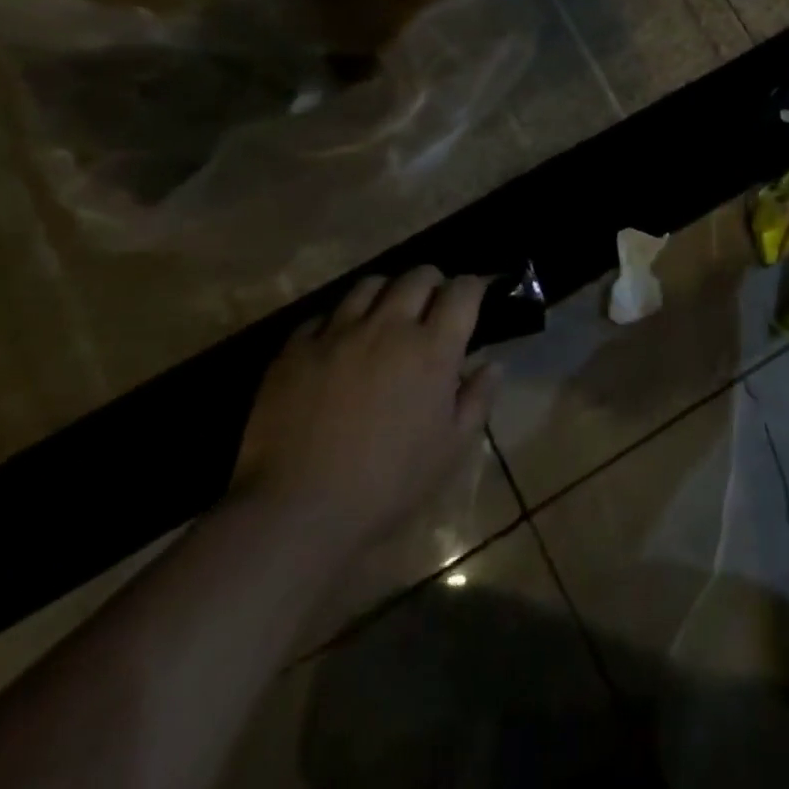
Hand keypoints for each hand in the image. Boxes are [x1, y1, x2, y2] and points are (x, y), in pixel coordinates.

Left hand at [231, 267, 499, 567]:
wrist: (298, 512)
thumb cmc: (388, 484)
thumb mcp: (451, 449)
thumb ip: (477, 400)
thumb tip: (492, 364)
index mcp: (432, 349)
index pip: (462, 291)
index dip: (472, 287)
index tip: (474, 296)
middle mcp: (388, 327)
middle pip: (417, 276)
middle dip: (433, 282)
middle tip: (432, 305)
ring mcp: (338, 333)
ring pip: (369, 285)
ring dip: (387, 293)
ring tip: (386, 314)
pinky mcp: (296, 349)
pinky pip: (323, 316)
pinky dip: (340, 321)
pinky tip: (339, 344)